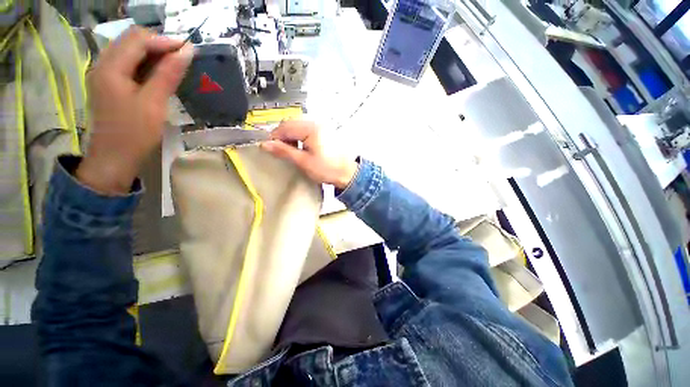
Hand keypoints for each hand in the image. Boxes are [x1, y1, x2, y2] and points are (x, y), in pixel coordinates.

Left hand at [76, 26, 193, 193]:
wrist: (114, 159)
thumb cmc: (134, 133)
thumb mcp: (154, 103)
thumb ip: (168, 74)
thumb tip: (187, 52)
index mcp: (110, 68)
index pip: (138, 39)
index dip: (164, 40)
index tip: (188, 50)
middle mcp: (103, 64)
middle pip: (131, 40)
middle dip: (158, 44)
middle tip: (182, 57)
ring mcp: (104, 74)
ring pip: (129, 51)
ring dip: (152, 53)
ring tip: (174, 65)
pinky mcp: (109, 84)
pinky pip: (128, 64)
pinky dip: (145, 64)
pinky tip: (159, 74)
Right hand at [261, 121, 357, 188]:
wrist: (348, 173)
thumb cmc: (327, 169)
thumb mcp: (303, 162)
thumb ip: (284, 151)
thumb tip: (265, 144)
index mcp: (310, 128)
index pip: (284, 127)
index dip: (274, 137)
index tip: (271, 149)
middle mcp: (316, 123)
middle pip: (291, 124)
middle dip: (283, 136)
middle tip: (280, 151)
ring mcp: (322, 126)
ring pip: (299, 126)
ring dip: (291, 136)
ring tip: (291, 151)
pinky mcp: (325, 132)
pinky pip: (307, 130)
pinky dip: (300, 137)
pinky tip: (302, 148)